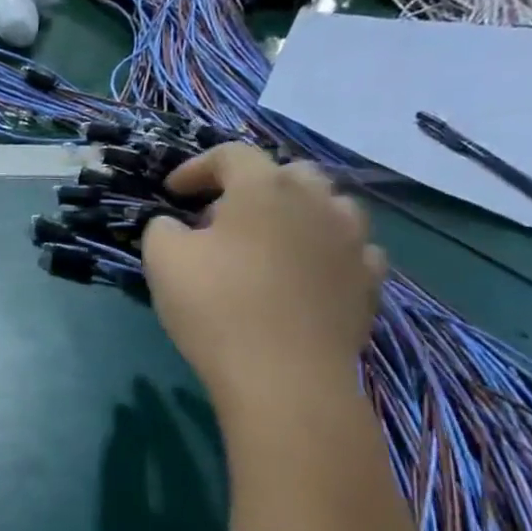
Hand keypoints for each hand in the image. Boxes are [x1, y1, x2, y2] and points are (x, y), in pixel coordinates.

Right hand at [140, 144, 385, 403]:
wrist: (284, 376)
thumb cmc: (216, 308)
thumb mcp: (162, 261)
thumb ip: (162, 228)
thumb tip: (175, 224)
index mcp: (262, 188)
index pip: (230, 154)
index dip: (197, 167)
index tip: (172, 192)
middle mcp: (316, 201)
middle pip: (288, 173)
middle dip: (252, 186)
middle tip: (222, 218)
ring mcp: (352, 240)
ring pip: (329, 206)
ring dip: (297, 213)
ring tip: (271, 242)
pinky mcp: (369, 281)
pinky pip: (351, 249)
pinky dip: (326, 251)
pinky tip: (308, 273)